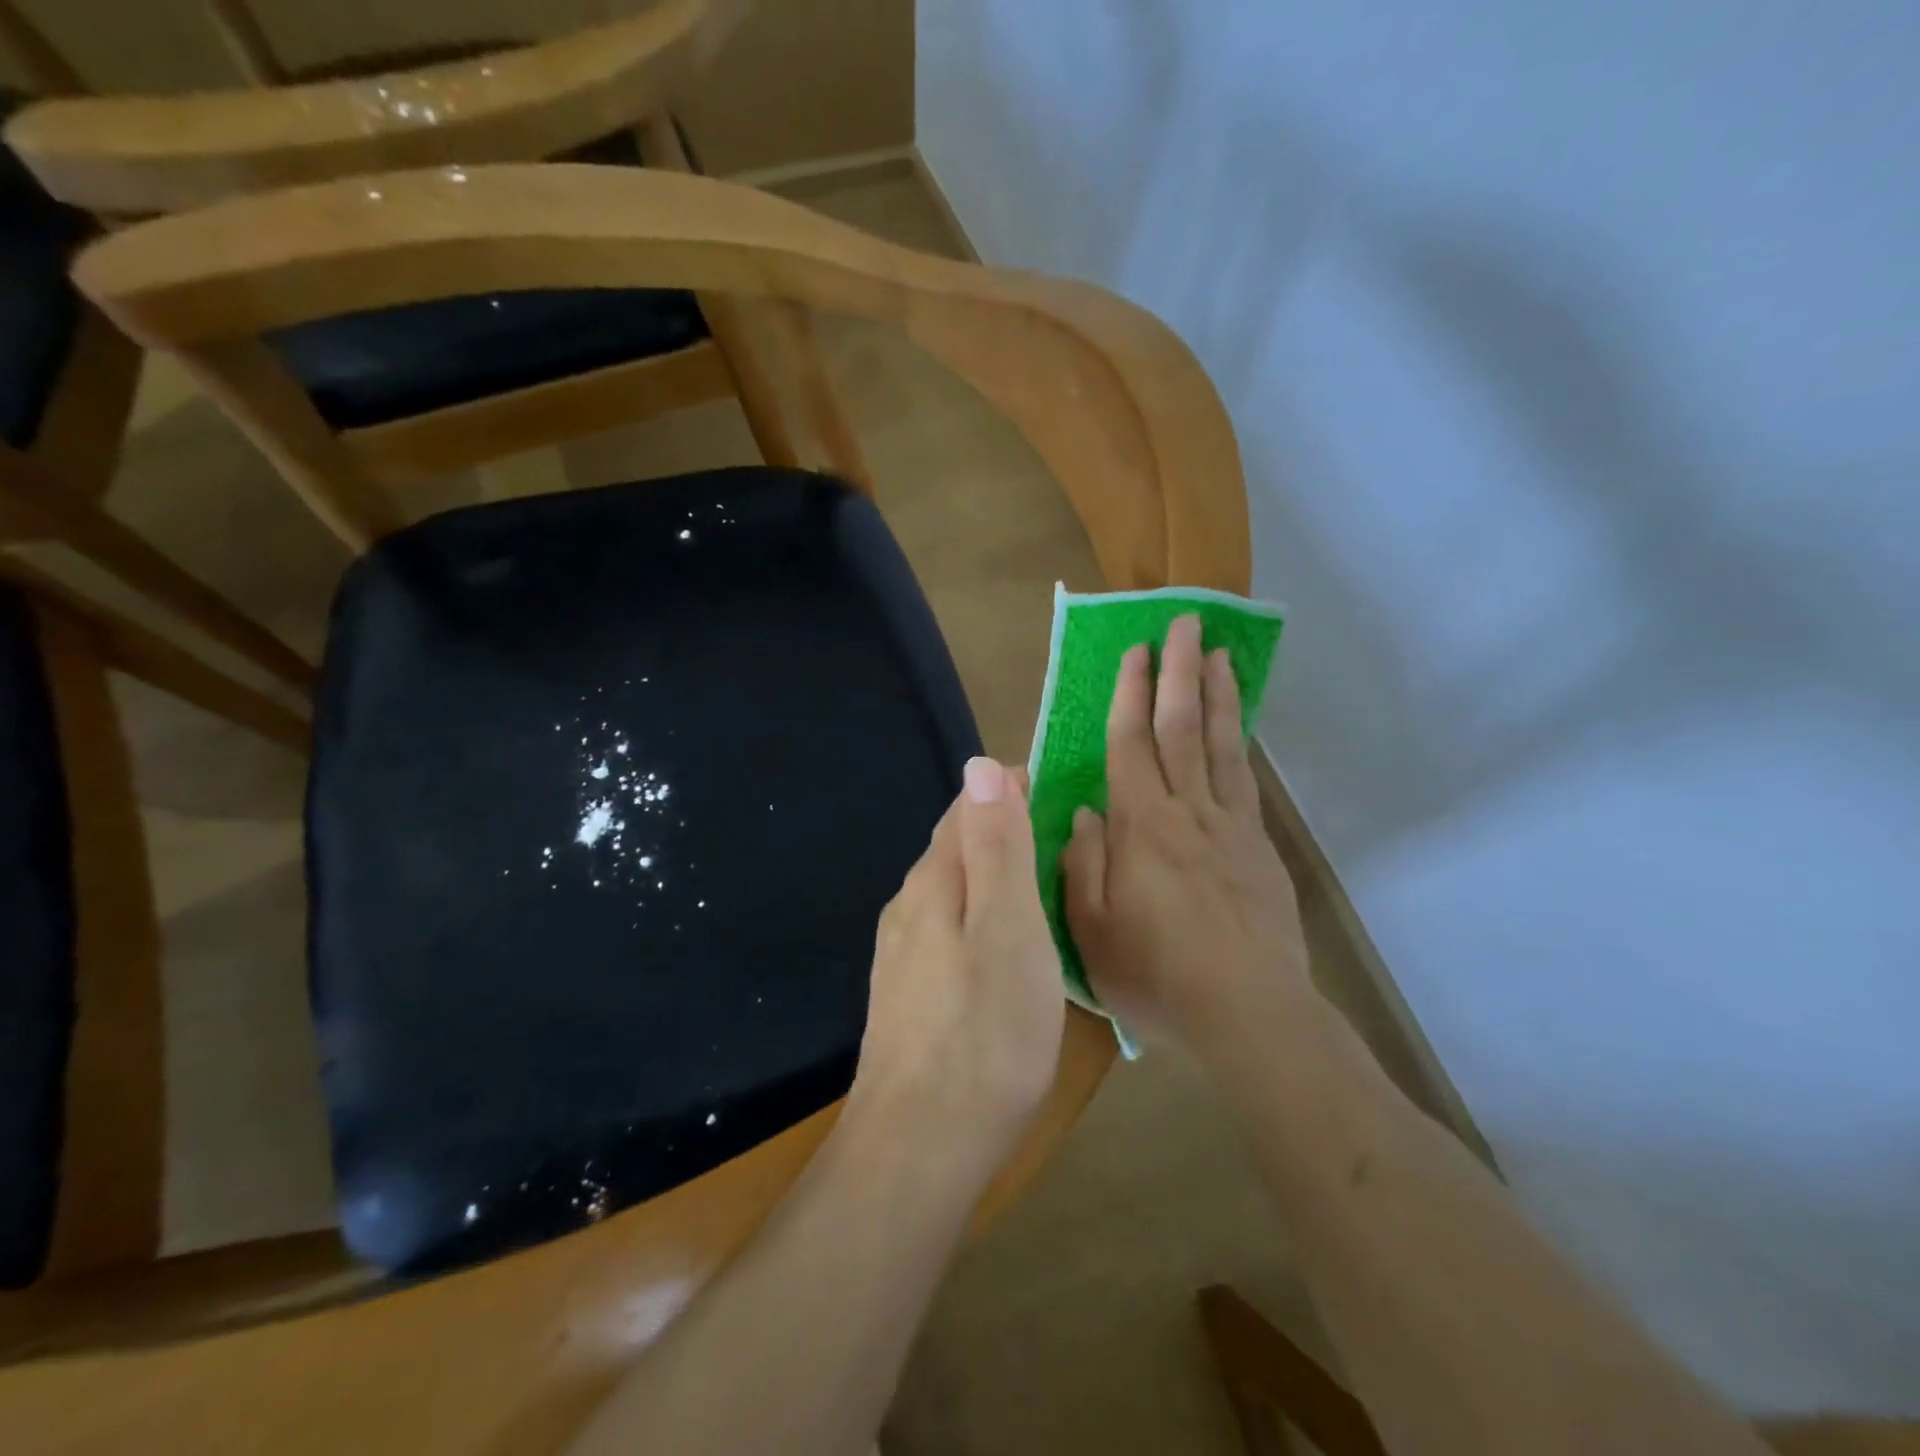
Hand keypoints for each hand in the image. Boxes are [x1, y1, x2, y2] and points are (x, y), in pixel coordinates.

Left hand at [849, 758, 1064, 1163]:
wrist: (920, 1146)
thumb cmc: (984, 1032)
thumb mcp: (1008, 928)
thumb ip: (996, 847)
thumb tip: (980, 765)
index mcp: (933, 882)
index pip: (966, 808)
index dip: (1009, 789)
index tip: (1059, 787)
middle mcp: (908, 907)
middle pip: (955, 847)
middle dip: (1002, 828)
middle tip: (1062, 834)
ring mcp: (902, 953)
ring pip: (952, 890)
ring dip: (993, 873)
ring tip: (1044, 883)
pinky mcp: (908, 993)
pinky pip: (949, 929)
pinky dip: (982, 915)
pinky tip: (1006, 944)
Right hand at [1062, 615, 1312, 1058]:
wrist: (1250, 1014)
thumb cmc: (1157, 975)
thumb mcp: (1092, 930)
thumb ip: (1082, 864)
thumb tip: (1082, 811)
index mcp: (1140, 828)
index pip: (1131, 745)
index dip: (1130, 694)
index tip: (1135, 651)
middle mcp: (1187, 812)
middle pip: (1181, 729)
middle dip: (1178, 672)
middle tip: (1183, 623)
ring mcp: (1230, 827)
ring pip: (1221, 746)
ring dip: (1217, 694)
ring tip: (1217, 653)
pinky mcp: (1259, 847)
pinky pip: (1246, 781)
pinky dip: (1241, 743)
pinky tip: (1238, 725)